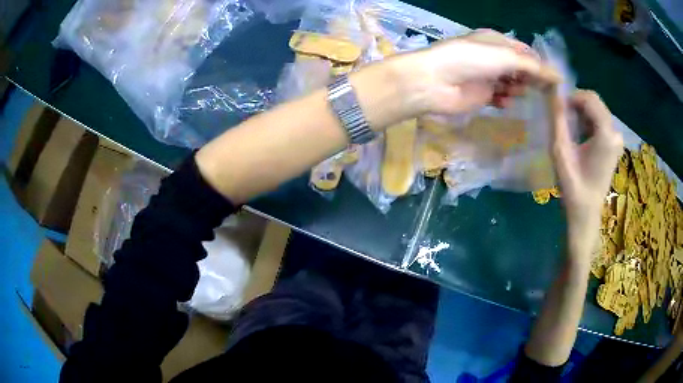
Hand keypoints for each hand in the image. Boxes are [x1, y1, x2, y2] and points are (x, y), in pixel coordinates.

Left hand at [397, 29, 559, 115]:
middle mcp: (493, 57)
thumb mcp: (504, 57)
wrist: (435, 82)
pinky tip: (503, 102)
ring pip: (512, 85)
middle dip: (530, 79)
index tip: (553, 79)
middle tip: (543, 92)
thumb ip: (533, 67)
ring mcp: (487, 77)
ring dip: (517, 89)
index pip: (525, 52)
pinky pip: (501, 99)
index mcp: (496, 41)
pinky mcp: (482, 95)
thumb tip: (558, 76)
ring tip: (514, 91)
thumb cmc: (470, 61)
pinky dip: (504, 101)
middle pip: (520, 69)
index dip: (539, 64)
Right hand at [551, 90, 622, 257]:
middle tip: (563, 121)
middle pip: (594, 103)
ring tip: (570, 132)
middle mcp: (615, 133)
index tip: (559, 109)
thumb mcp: (561, 151)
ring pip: (596, 111)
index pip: (590, 98)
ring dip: (581, 115)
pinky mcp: (614, 145)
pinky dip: (587, 123)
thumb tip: (553, 93)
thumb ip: (557, 120)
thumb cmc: (573, 185)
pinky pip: (600, 122)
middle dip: (576, 106)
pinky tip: (580, 138)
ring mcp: (616, 140)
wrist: (586, 212)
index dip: (572, 98)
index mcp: (606, 135)